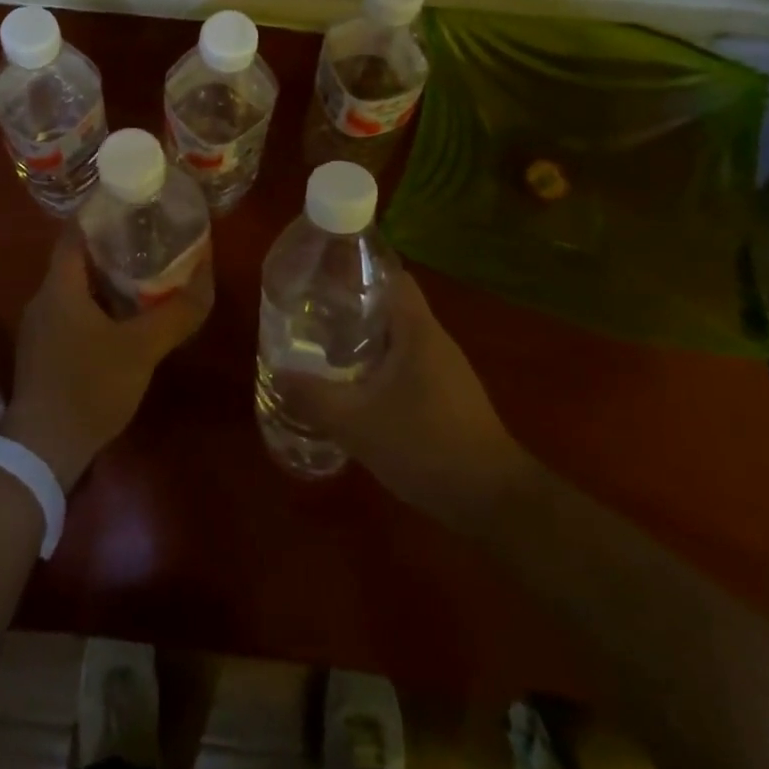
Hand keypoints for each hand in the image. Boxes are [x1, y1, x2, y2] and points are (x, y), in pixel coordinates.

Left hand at [0, 231, 212, 489]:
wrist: (42, 450)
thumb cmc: (88, 386)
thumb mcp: (141, 348)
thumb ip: (176, 313)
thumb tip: (206, 278)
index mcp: (59, 286)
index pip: (76, 231)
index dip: (103, 214)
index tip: (134, 206)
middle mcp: (43, 299)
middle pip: (77, 259)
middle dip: (113, 247)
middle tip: (151, 240)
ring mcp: (40, 328)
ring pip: (76, 289)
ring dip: (106, 280)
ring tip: (145, 275)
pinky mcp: (43, 353)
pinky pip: (73, 314)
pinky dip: (98, 307)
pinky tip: (124, 319)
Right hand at [278, 273, 528, 536]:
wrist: (492, 500)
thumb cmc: (425, 445)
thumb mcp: (357, 423)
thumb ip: (313, 396)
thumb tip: (276, 371)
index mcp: (416, 329)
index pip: (390, 275)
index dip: (358, 268)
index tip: (321, 274)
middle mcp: (433, 339)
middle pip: (390, 304)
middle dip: (351, 305)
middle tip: (311, 312)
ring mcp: (445, 368)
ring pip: (398, 336)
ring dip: (364, 337)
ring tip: (323, 345)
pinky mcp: (448, 394)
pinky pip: (407, 362)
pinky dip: (380, 363)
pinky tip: (355, 385)